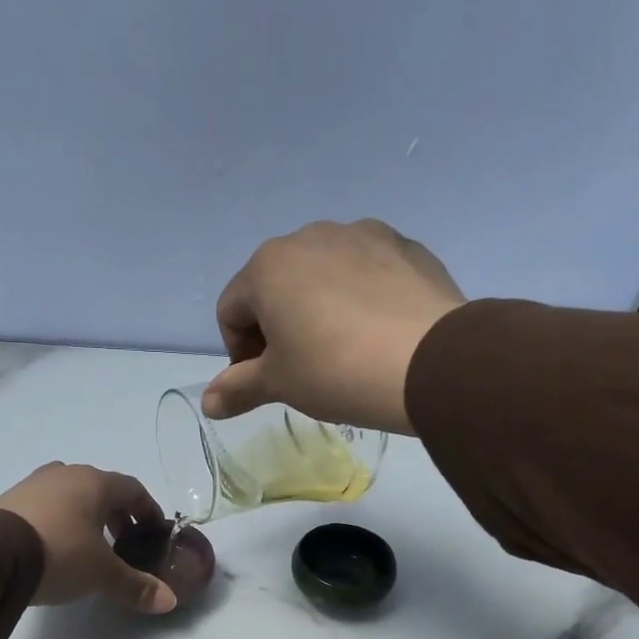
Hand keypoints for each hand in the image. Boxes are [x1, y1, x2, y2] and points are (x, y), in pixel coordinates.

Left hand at [0, 463, 176, 613]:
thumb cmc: (60, 554)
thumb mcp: (102, 575)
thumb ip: (136, 586)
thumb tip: (169, 601)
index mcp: (95, 483)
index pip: (133, 489)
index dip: (148, 509)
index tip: (153, 531)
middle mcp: (66, 474)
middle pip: (101, 489)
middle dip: (116, 513)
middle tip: (123, 542)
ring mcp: (33, 484)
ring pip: (70, 494)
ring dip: (85, 515)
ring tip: (88, 545)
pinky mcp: (9, 500)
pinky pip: (45, 505)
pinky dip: (59, 520)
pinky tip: (55, 546)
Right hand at [204, 219, 464, 433]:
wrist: (430, 362)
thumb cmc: (335, 371)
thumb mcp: (280, 384)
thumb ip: (238, 389)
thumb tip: (207, 403)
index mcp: (268, 265)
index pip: (231, 310)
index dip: (238, 352)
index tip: (263, 382)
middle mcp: (310, 236)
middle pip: (275, 286)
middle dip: (277, 326)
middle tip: (300, 369)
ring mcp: (363, 234)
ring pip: (322, 275)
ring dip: (318, 309)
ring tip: (343, 351)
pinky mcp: (405, 246)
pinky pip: (366, 273)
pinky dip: (360, 299)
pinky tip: (377, 335)